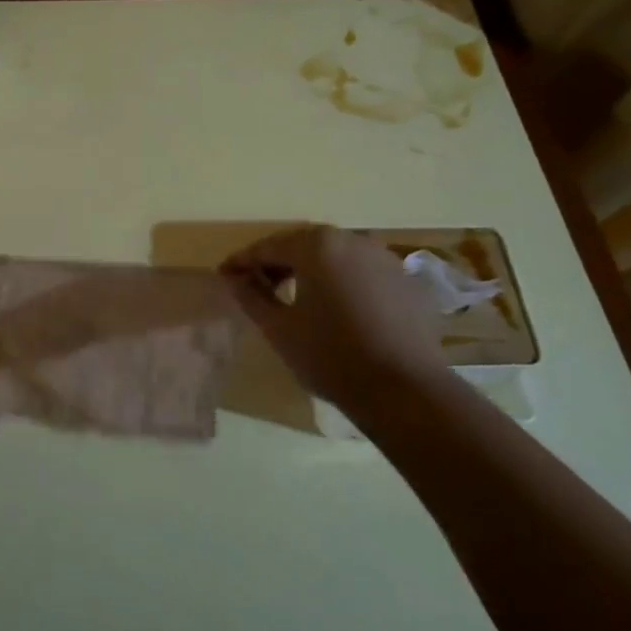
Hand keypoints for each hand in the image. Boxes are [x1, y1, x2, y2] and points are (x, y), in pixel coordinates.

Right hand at [220, 226, 449, 414]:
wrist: (405, 390)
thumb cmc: (330, 356)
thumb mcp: (278, 328)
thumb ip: (250, 296)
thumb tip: (232, 277)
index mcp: (316, 245)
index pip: (268, 247)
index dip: (242, 262)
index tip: (224, 276)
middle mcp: (351, 239)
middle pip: (302, 245)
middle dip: (276, 263)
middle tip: (254, 285)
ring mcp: (383, 257)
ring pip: (333, 256)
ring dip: (308, 270)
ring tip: (291, 296)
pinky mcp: (404, 280)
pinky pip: (359, 271)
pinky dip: (339, 281)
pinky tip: (331, 307)